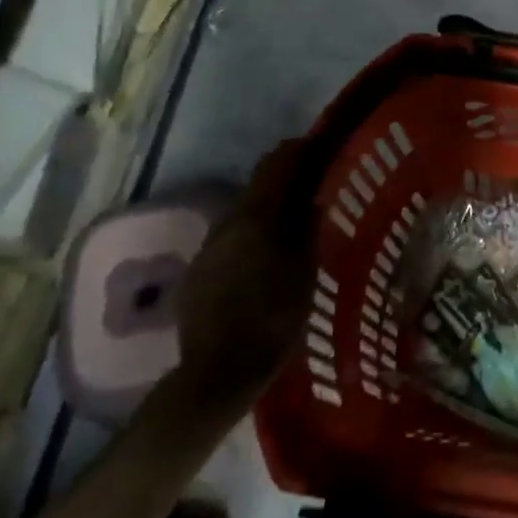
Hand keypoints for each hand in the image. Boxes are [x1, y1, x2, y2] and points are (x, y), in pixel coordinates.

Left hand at [168, 141, 315, 423]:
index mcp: (255, 217)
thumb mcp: (306, 270)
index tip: (319, 146)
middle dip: (286, 185)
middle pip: (258, 189)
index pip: (276, 164)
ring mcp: (208, 251)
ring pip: (244, 218)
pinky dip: (253, 242)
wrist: (220, 371)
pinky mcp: (197, 276)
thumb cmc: (274, 317)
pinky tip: (266, 265)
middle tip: (315, 191)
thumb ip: (307, 227)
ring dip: (268, 215)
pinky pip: (231, 245)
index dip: (298, 150)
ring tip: (294, 232)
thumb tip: (313, 195)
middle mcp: (226, 224)